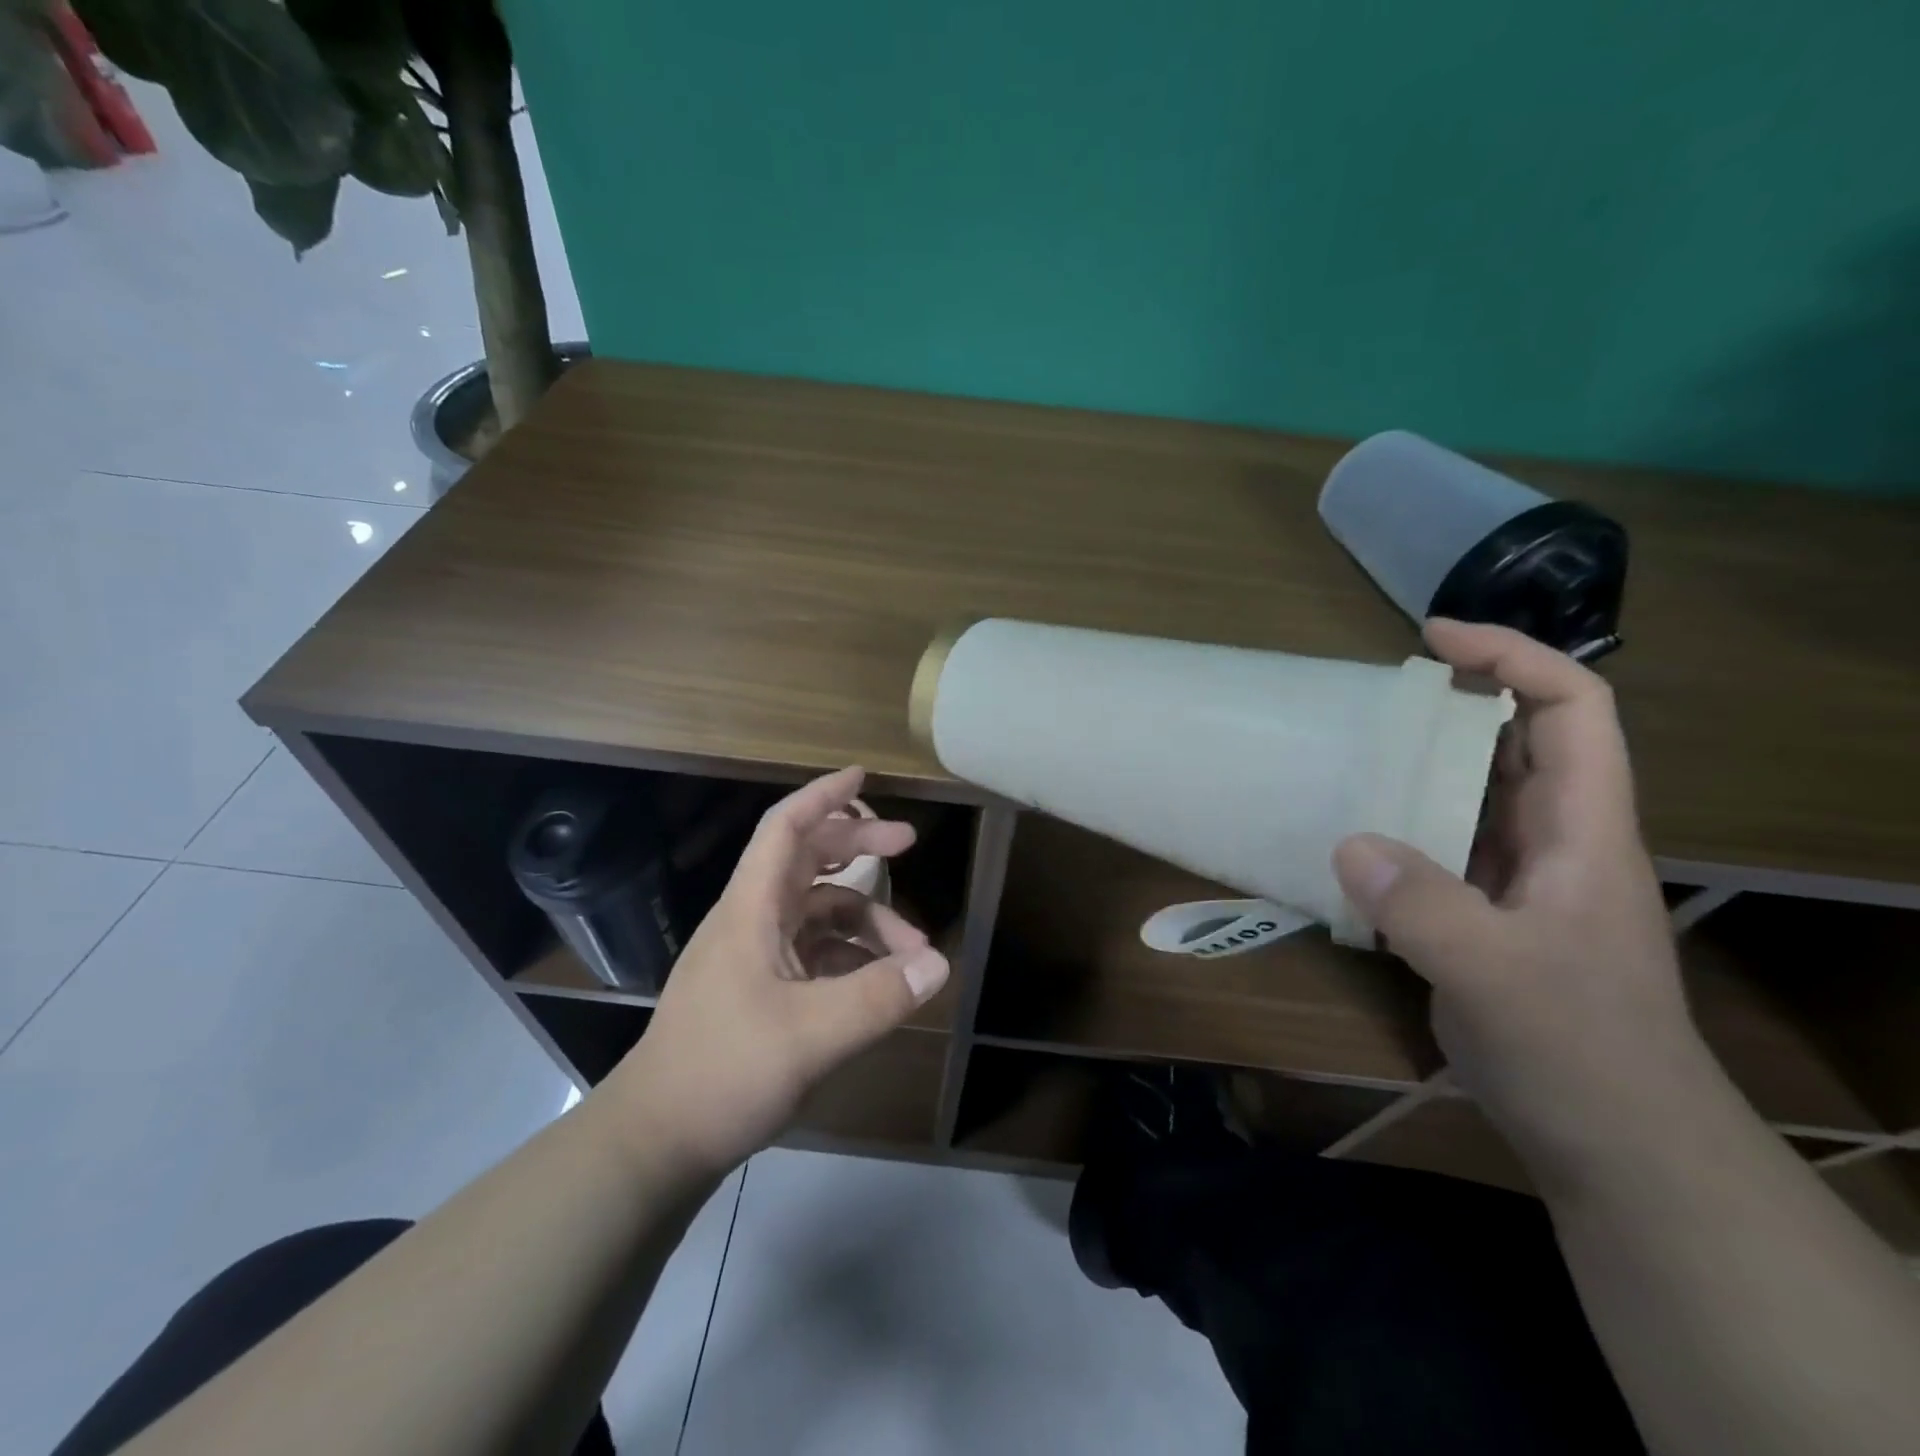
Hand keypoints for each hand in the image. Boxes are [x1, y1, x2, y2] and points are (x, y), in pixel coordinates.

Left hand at [605, 767, 949, 1176]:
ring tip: (913, 952)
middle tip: (908, 843)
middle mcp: (751, 921)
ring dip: (866, 919)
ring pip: (817, 913)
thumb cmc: (723, 1071)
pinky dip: (851, 957)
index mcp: (751, 910)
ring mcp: (754, 958)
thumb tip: (939, 963)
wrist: (655, 1142)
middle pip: (807, 861)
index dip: (823, 796)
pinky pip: (815, 954)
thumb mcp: (811, 1035)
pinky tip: (880, 985)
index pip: (784, 828)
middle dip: (858, 847)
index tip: (863, 777)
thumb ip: (878, 996)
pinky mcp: (760, 992)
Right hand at [1332, 620, 1707, 1177]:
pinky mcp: (1480, 915)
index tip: (1433, 638)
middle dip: (1453, 703)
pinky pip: (1436, 847)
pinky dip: (1395, 827)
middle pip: (1515, 742)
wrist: (1612, 1143)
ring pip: (1471, 794)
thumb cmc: (1579, 1050)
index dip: (1512, 658)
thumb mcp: (1499, 975)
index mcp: (1582, 830)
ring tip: (1347, 754)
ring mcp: (1516, 880)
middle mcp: (1553, 840)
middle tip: (1373, 699)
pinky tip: (1346, 837)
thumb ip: (1424, 906)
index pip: (1570, 710)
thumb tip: (1347, 842)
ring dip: (1416, 766)